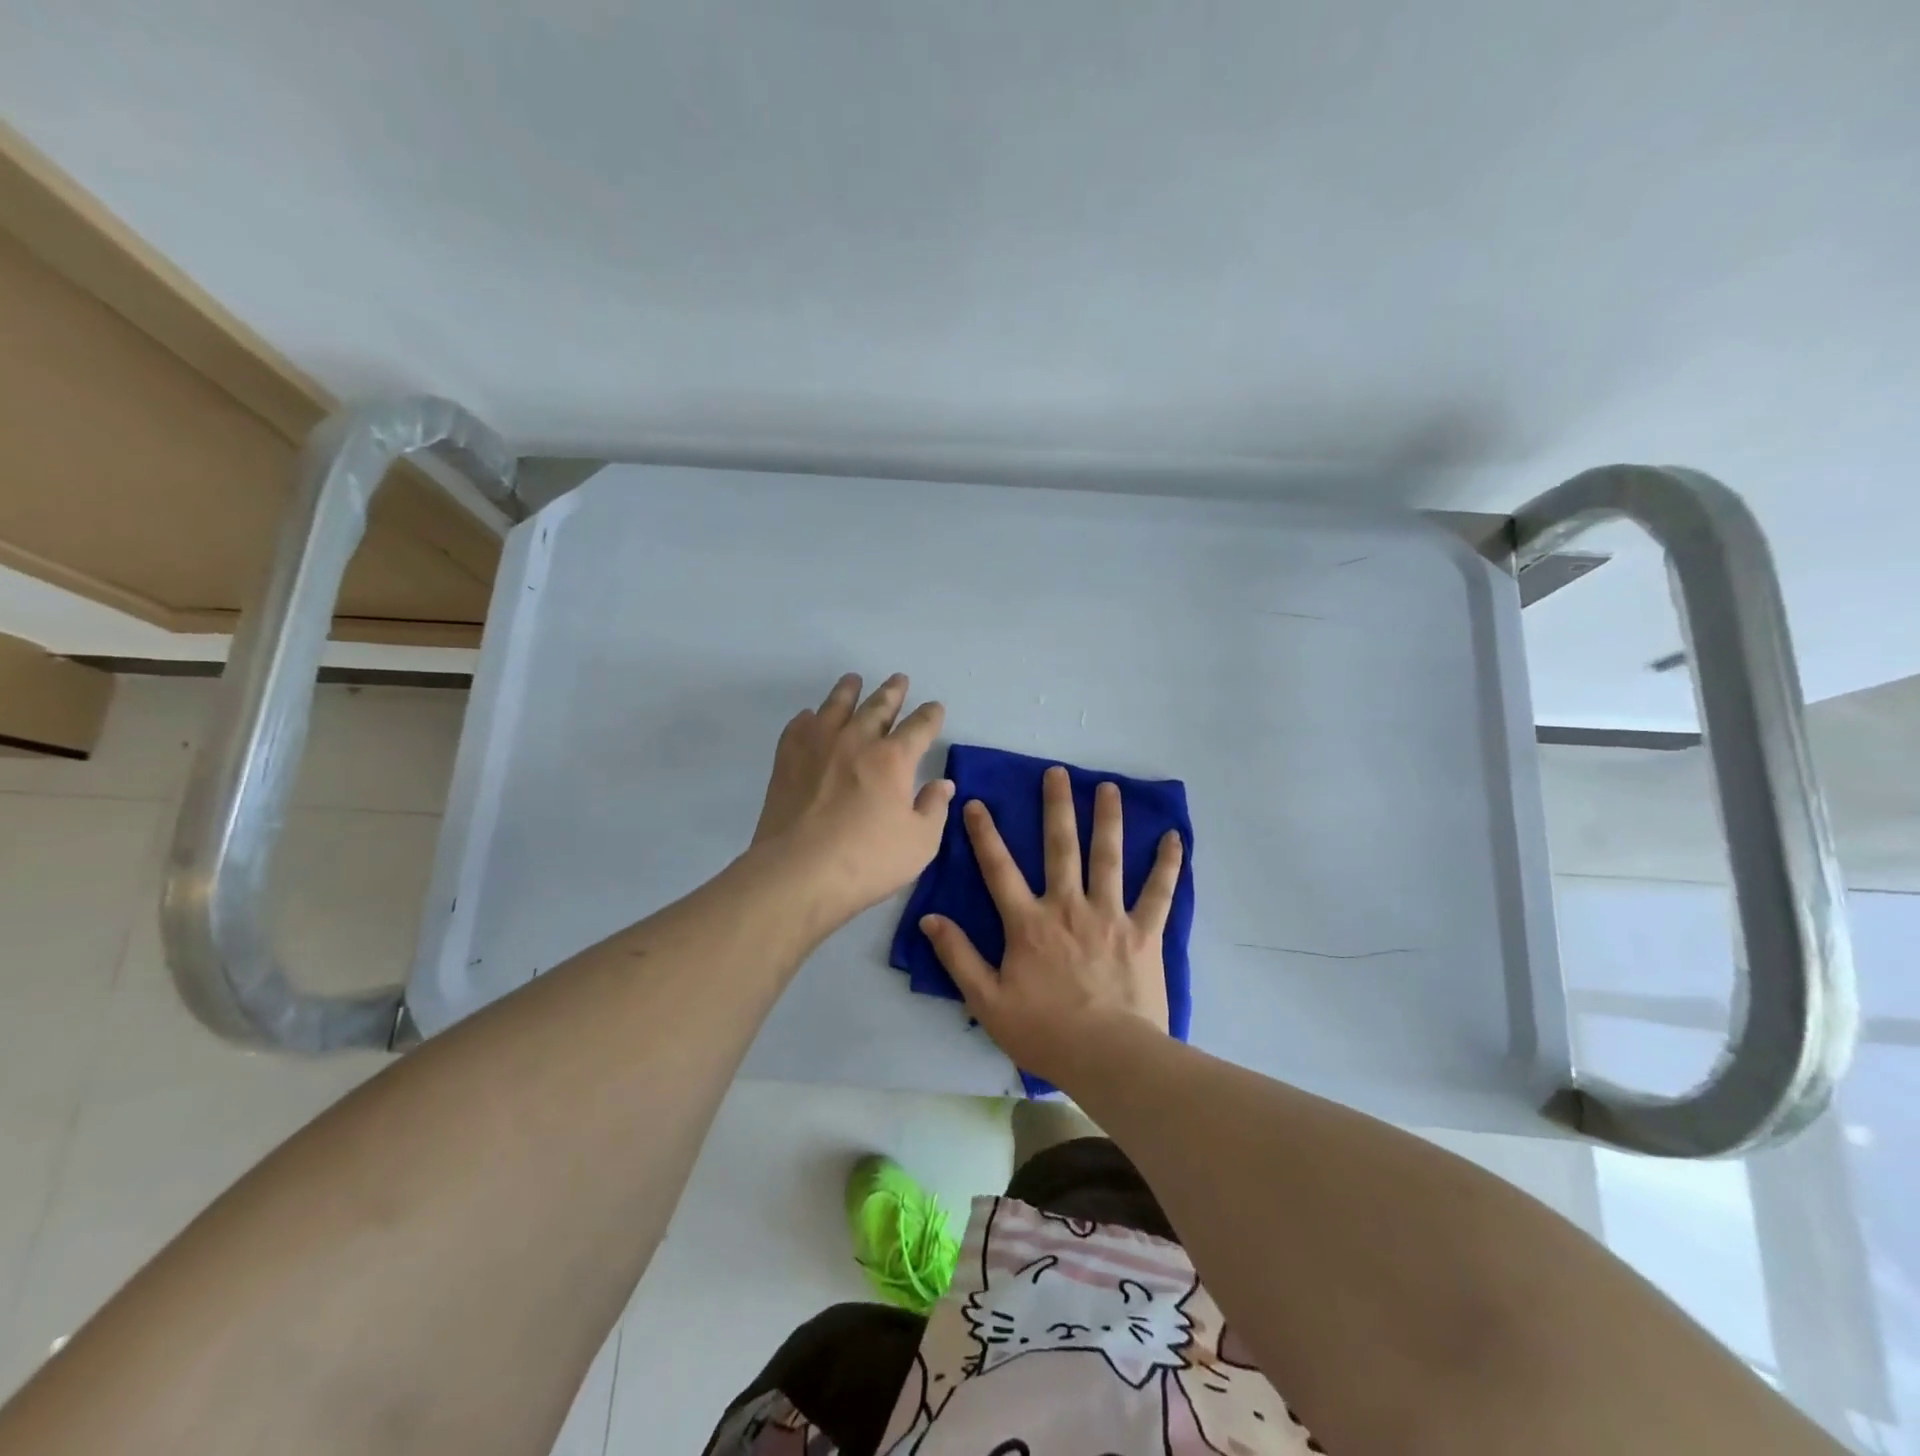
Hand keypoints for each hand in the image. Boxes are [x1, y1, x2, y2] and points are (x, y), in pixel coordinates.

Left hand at [751, 673, 953, 920]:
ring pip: (836, 707)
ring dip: (849, 691)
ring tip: (854, 680)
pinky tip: (810, 717)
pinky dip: (809, 718)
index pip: (919, 727)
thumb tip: (942, 784)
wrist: (797, 873)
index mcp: (893, 759)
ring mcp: (817, 747)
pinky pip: (799, 727)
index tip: (935, 708)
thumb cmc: (867, 861)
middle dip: (893, 692)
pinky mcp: (787, 761)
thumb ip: (934, 809)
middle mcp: (856, 741)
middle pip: (878, 707)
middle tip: (899, 679)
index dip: (930, 716)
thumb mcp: (919, 843)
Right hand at [921, 765, 1182, 1087]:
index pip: (999, 869)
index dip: (984, 834)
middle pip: (1060, 847)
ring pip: (1108, 857)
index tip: (975, 802)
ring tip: (1108, 787)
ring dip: (1107, 819)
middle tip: (1058, 772)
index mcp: (1029, 923)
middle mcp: (1068, 907)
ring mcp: (1110, 915)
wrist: (1108, 1057)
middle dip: (1057, 807)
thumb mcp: (987, 1000)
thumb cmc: (1044, 1032)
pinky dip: (1167, 864)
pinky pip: (1159, 892)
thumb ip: (958, 957)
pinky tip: (1173, 837)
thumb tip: (930, 919)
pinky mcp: (1144, 932)